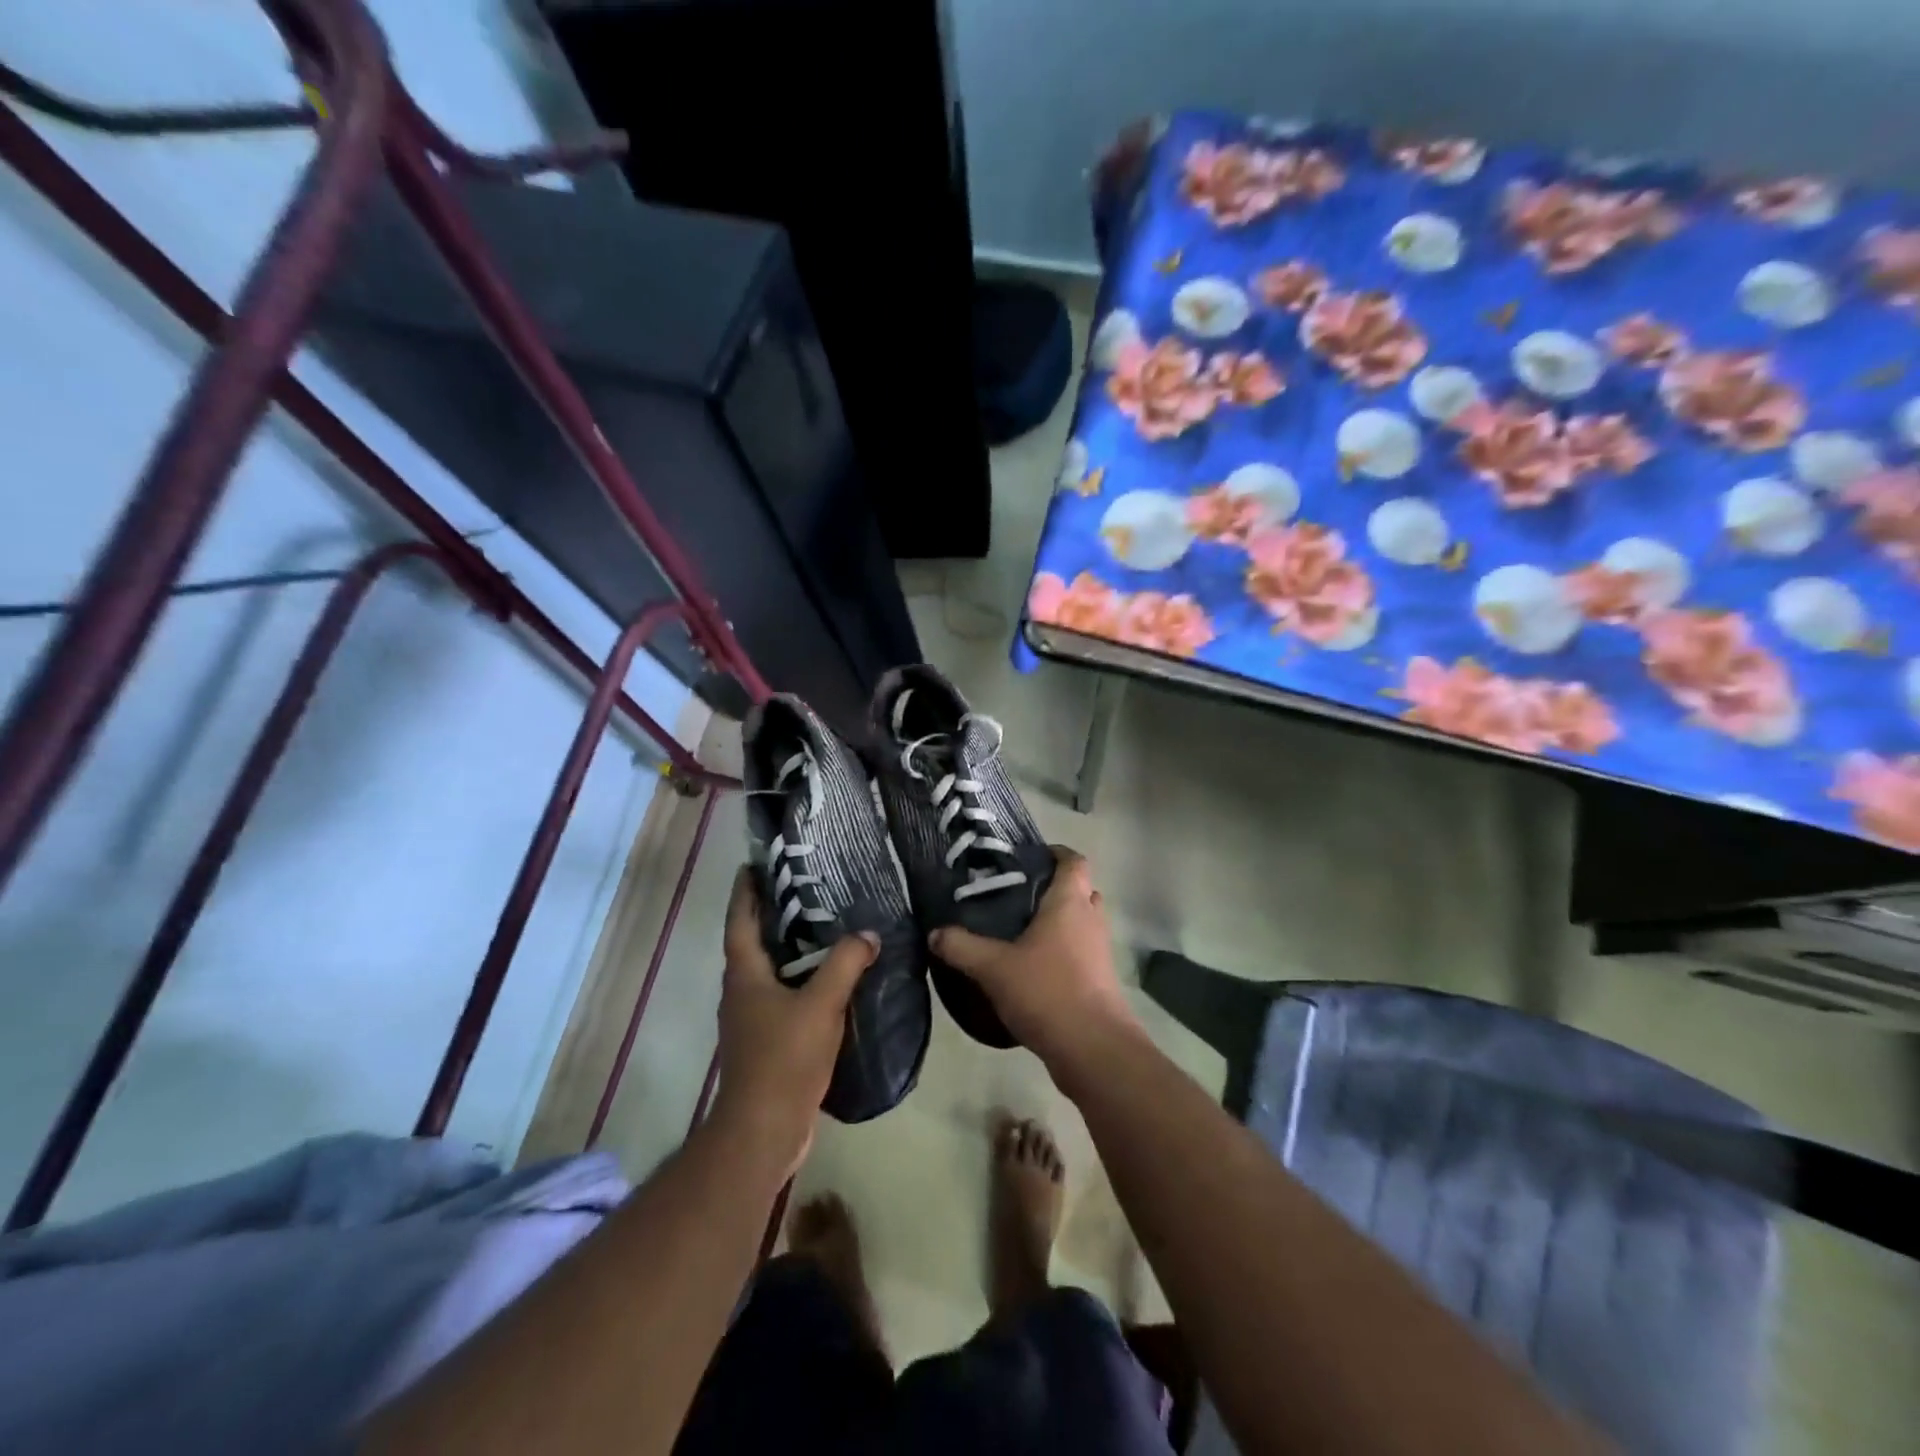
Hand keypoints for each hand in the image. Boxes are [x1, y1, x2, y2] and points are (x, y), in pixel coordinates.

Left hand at [712, 868, 876, 1175]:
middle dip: (772, 915)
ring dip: (789, 949)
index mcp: (744, 975)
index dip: (745, 892)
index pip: (739, 921)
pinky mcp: (766, 1042)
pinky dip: (801, 980)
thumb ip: (845, 964)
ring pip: (769, 971)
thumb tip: (868, 934)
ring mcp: (751, 1019)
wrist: (764, 1129)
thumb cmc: (784, 1058)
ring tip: (824, 927)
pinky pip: (783, 996)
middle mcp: (741, 992)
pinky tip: (830, 980)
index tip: (753, 865)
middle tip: (805, 888)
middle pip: (753, 943)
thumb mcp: (820, 1004)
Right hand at [930, 848, 1143, 1081]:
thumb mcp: (993, 967)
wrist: (1093, 1048)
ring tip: (1018, 932)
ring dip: (1057, 924)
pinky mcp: (1100, 980)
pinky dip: (1061, 953)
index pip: (1073, 861)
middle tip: (1015, 897)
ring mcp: (1099, 951)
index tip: (1027, 858)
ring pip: (1079, 924)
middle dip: (1052, 890)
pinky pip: (1080, 953)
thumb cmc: (1047, 991)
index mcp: (1070, 902)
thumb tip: (935, 932)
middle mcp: (1090, 919)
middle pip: (1078, 891)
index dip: (1055, 853)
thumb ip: (962, 947)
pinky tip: (1030, 969)